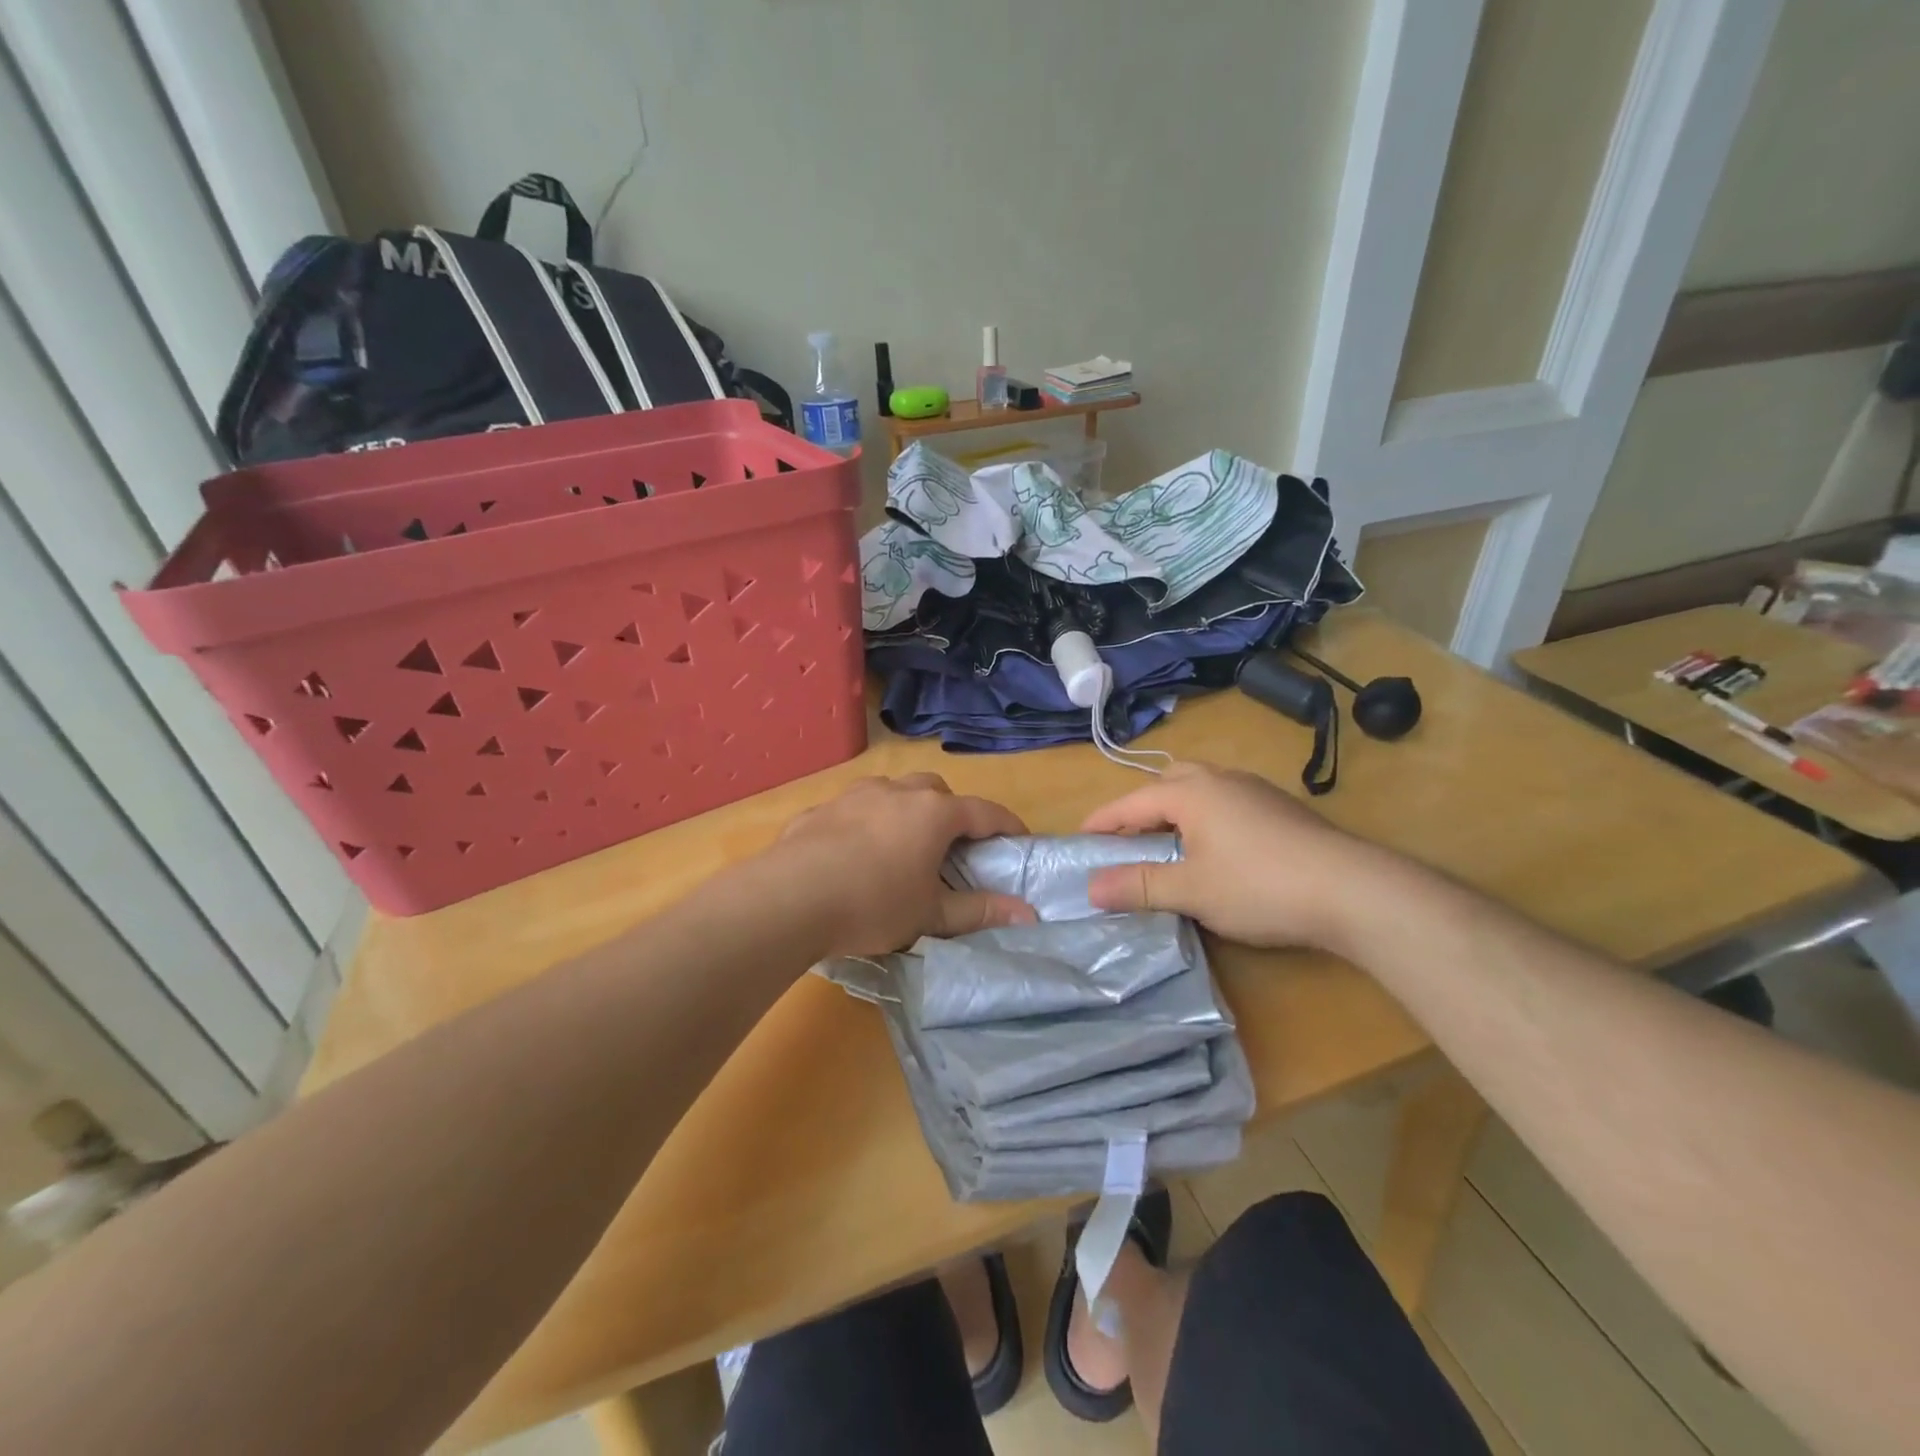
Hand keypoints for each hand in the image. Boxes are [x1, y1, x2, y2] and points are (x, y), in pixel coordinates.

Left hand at [767, 774, 1036, 957]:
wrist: (790, 898)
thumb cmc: (874, 904)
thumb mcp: (930, 915)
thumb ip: (978, 911)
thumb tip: (1028, 914)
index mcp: (933, 814)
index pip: (984, 812)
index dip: (1006, 825)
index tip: (1019, 839)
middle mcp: (896, 793)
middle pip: (935, 789)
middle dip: (950, 810)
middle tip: (951, 844)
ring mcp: (853, 797)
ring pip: (891, 791)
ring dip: (904, 809)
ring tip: (900, 844)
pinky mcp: (818, 811)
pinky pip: (851, 810)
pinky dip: (863, 823)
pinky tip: (851, 854)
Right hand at [1080, 761, 1376, 949]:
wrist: (1353, 890)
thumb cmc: (1260, 886)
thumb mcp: (1191, 891)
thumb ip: (1139, 885)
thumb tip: (1090, 887)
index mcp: (1192, 792)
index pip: (1132, 801)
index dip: (1103, 821)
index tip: (1080, 839)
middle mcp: (1221, 780)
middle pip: (1168, 784)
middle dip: (1142, 809)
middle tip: (1129, 842)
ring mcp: (1256, 791)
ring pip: (1201, 791)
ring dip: (1176, 813)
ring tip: (1169, 848)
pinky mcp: (1281, 810)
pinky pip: (1227, 804)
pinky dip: (1206, 820)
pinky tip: (1217, 853)